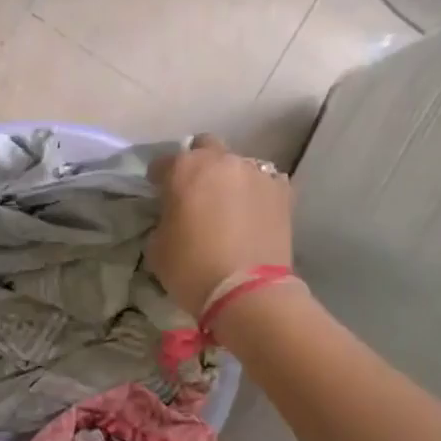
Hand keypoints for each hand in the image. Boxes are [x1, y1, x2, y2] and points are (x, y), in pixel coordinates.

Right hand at [147, 134, 293, 317]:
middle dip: (198, 163)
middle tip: (195, 190)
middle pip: (206, 147)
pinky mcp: (283, 192)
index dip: (158, 178)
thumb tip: (174, 216)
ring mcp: (257, 173)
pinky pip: (264, 182)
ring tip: (228, 204)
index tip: (158, 193)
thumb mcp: (157, 247)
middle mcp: (222, 161)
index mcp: (185, 169)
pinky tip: (252, 213)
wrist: (248, 293)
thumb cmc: (192, 269)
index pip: (164, 163)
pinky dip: (255, 193)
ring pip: (238, 164)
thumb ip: (164, 220)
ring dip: (229, 178)